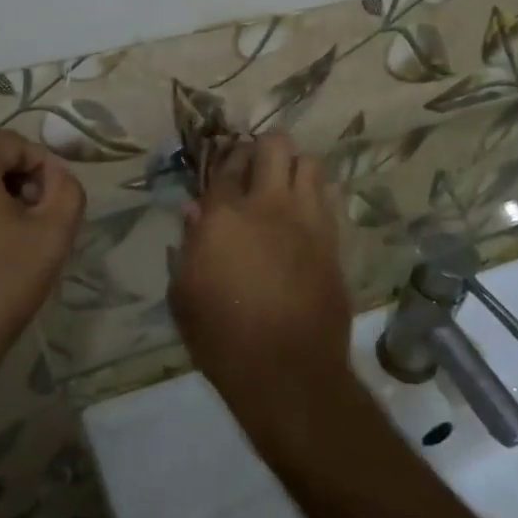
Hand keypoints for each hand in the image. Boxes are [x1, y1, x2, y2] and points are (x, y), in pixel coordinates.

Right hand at [169, 133, 352, 425]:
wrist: (285, 370)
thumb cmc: (221, 336)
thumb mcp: (184, 294)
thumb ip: (189, 246)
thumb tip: (196, 213)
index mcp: (224, 215)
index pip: (227, 164)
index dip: (226, 158)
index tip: (227, 164)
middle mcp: (269, 205)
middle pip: (275, 146)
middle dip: (264, 147)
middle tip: (257, 167)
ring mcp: (308, 220)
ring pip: (311, 163)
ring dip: (295, 166)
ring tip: (285, 185)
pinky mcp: (333, 241)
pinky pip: (329, 198)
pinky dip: (317, 194)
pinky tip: (306, 212)